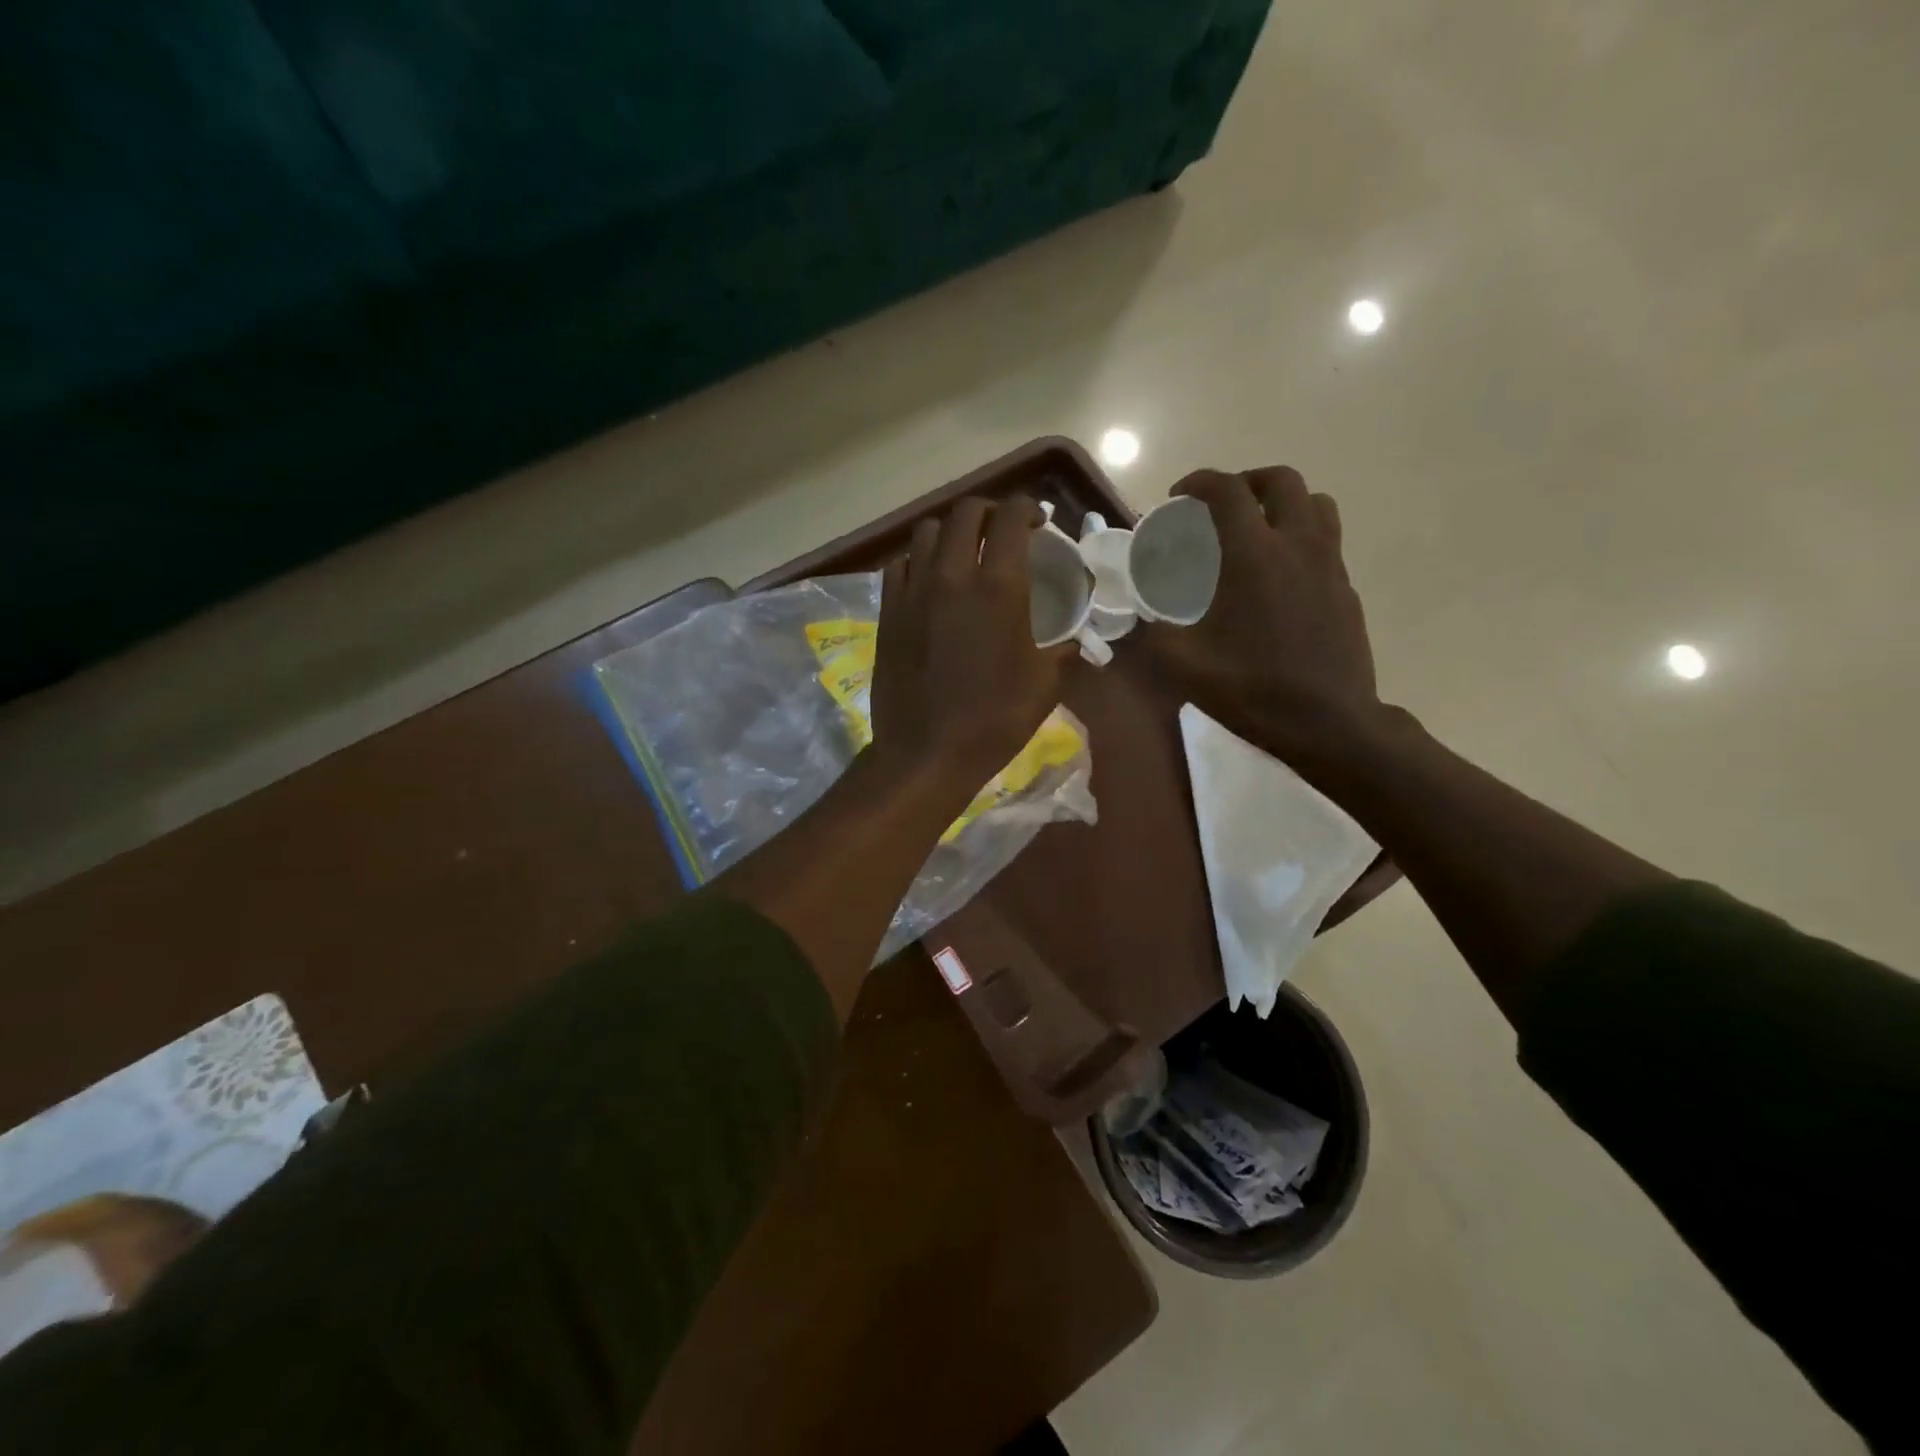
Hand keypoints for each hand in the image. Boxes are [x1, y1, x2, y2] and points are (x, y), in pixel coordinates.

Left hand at [871, 496, 1071, 789]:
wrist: (925, 752)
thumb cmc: (993, 721)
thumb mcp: (1044, 687)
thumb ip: (1063, 652)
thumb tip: (1075, 642)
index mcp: (999, 588)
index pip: (1010, 518)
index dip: (1026, 508)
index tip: (1037, 520)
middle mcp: (952, 576)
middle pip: (965, 512)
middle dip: (989, 511)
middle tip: (1002, 531)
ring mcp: (914, 591)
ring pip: (927, 531)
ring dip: (950, 531)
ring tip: (963, 550)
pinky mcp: (888, 611)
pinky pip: (900, 564)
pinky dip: (918, 560)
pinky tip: (929, 580)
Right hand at [1145, 467, 1382, 761]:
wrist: (1329, 724)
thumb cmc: (1252, 690)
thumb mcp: (1184, 665)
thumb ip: (1154, 632)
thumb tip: (1140, 616)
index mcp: (1254, 555)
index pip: (1228, 491)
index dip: (1199, 483)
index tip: (1178, 497)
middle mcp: (1298, 546)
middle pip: (1282, 481)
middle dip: (1246, 482)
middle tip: (1220, 507)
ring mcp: (1330, 565)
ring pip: (1315, 504)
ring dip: (1282, 503)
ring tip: (1256, 530)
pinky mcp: (1346, 589)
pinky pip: (1326, 541)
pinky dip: (1299, 538)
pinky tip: (1279, 578)